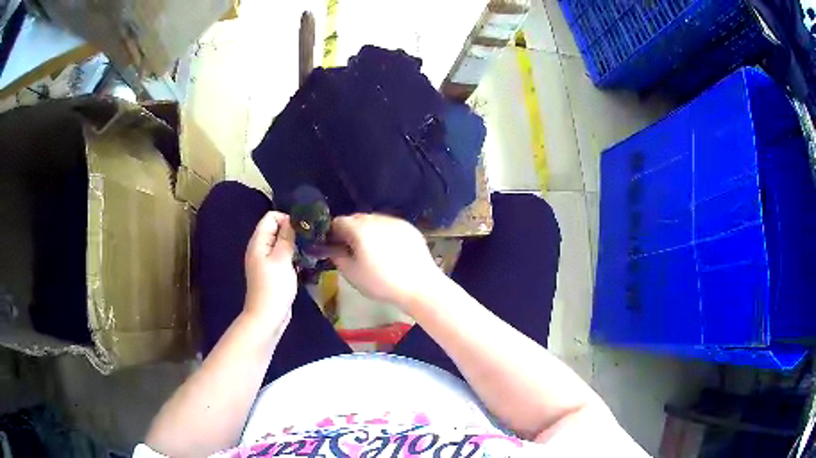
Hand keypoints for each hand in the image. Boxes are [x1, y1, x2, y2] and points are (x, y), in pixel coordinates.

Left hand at [244, 211, 296, 331]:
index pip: (270, 217)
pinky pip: (281, 256)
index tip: (302, 230)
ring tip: (308, 250)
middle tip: (308, 239)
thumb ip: (286, 238)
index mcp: (258, 242)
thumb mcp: (282, 259)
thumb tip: (292, 220)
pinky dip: (291, 256)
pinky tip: (302, 262)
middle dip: (291, 230)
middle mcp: (259, 248)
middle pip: (275, 229)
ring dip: (293, 244)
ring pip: (279, 243)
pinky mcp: (271, 272)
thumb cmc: (274, 287)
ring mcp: (264, 261)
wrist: (267, 316)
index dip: (286, 218)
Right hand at [328, 214, 444, 308]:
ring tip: (373, 251)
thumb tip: (333, 248)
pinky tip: (390, 251)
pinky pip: (390, 226)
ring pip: (374, 221)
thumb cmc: (381, 282)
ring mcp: (394, 221)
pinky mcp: (409, 227)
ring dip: (369, 231)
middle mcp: (376, 219)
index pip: (338, 222)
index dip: (333, 234)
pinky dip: (385, 234)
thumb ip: (337, 257)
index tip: (336, 248)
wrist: (420, 285)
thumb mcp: (352, 274)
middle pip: (356, 218)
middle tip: (354, 250)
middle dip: (351, 231)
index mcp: (359, 228)